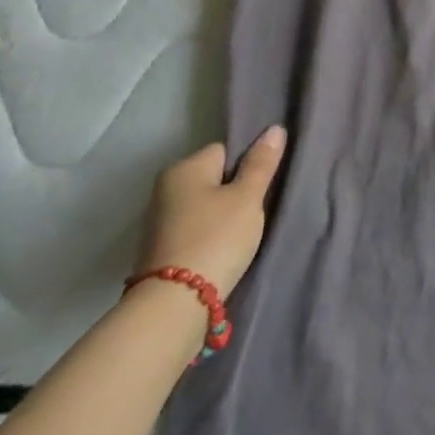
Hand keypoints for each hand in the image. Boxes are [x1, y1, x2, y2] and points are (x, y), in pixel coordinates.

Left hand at [135, 126, 286, 295]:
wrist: (174, 306)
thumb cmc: (216, 238)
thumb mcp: (248, 197)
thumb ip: (261, 163)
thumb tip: (274, 128)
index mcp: (183, 168)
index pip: (225, 150)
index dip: (247, 164)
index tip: (260, 186)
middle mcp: (165, 189)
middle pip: (215, 177)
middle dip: (235, 190)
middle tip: (256, 208)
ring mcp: (160, 221)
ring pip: (206, 205)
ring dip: (224, 214)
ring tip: (243, 232)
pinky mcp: (162, 249)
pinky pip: (197, 227)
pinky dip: (211, 234)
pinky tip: (225, 248)